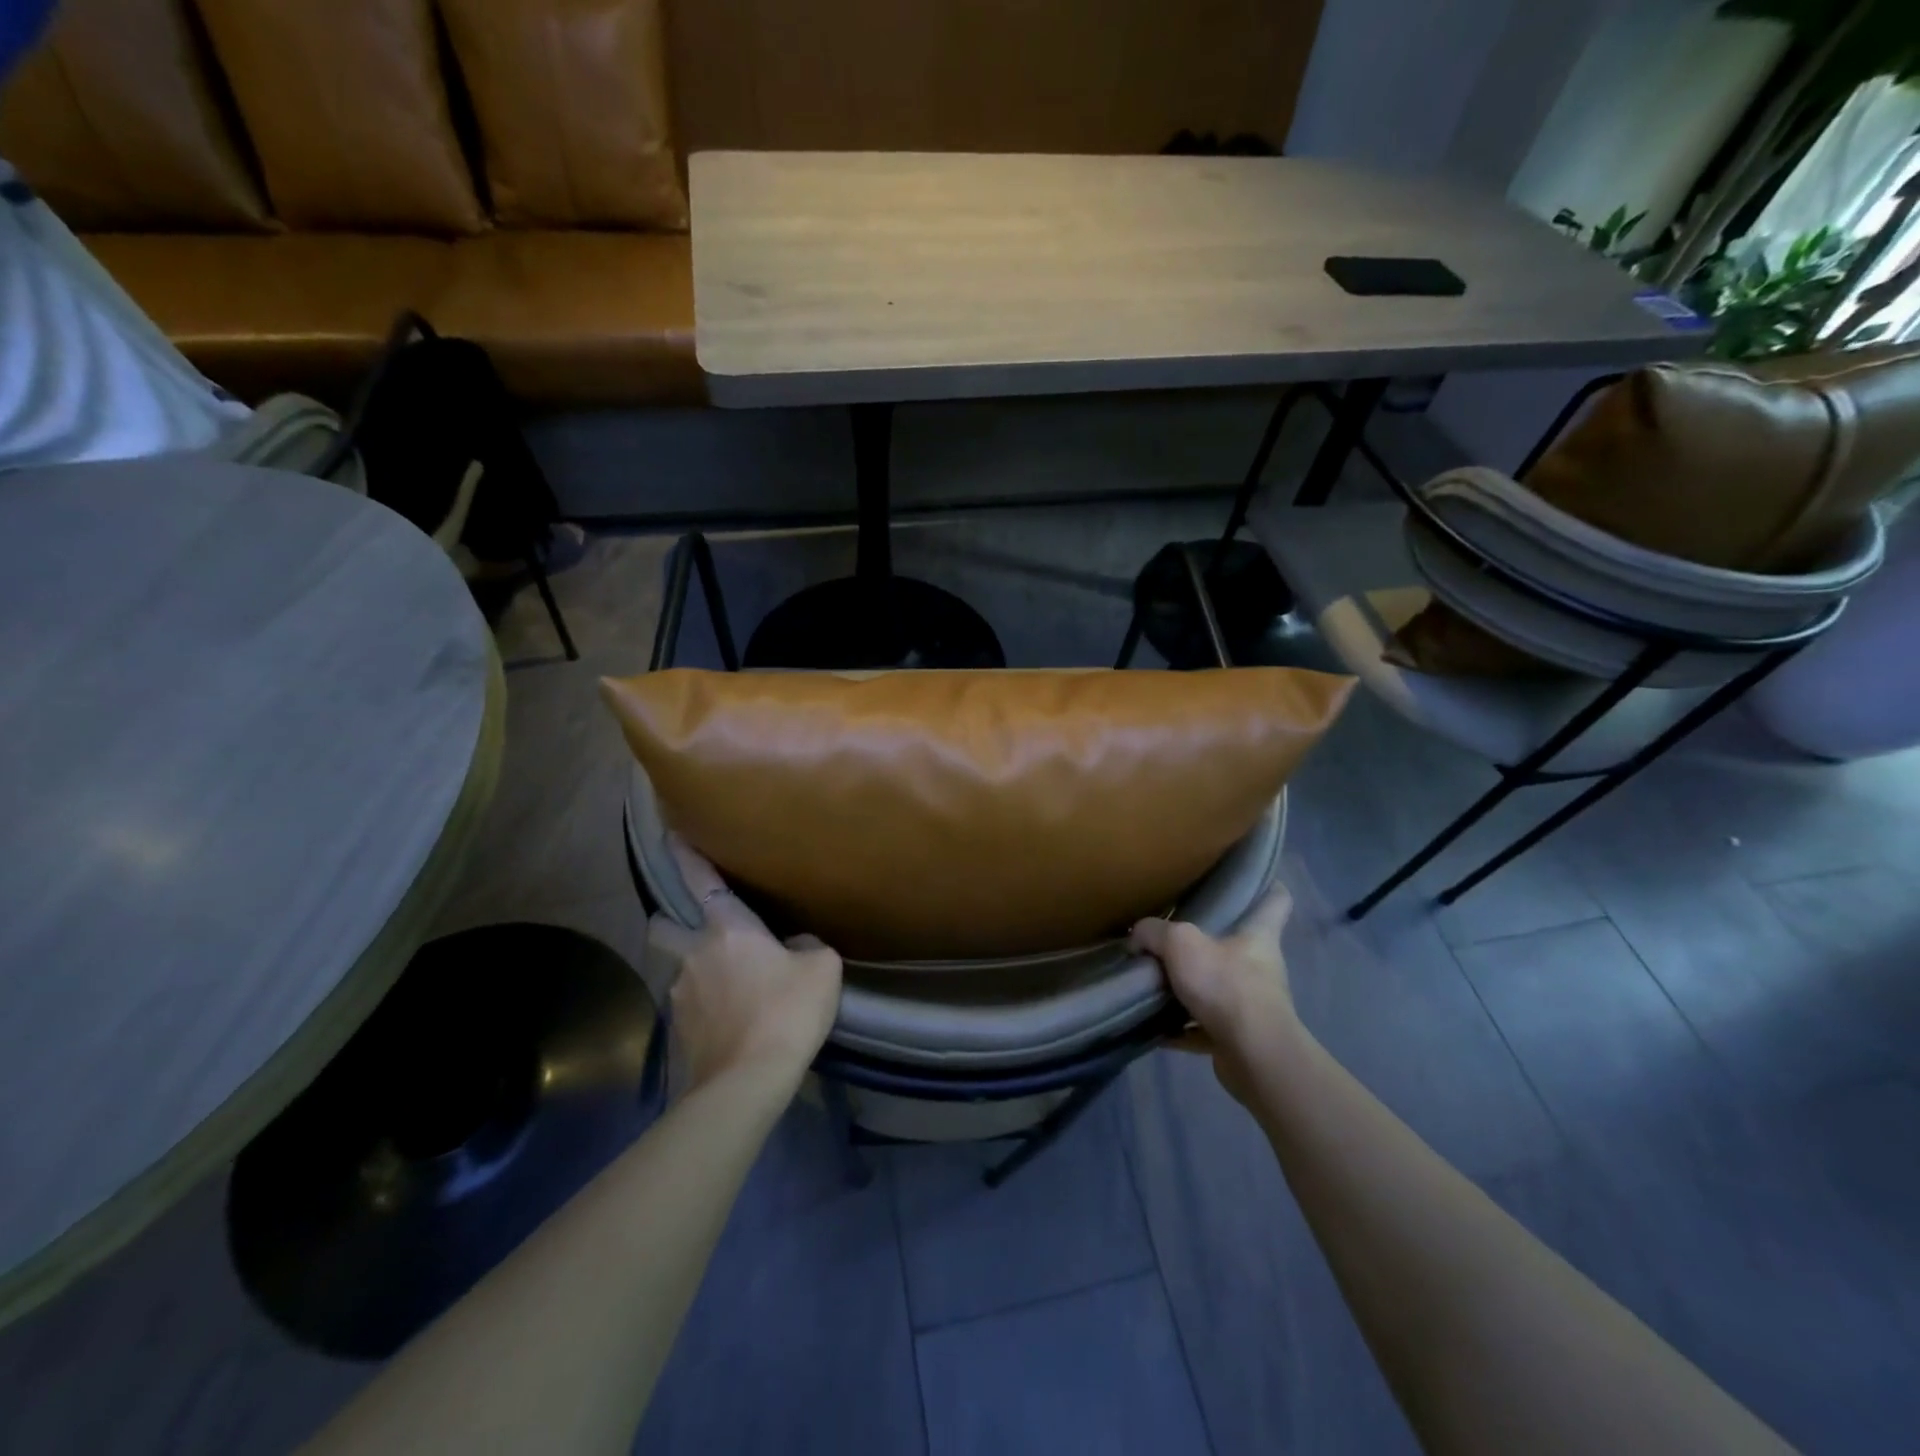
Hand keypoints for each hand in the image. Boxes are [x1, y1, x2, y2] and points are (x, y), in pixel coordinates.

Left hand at [648, 836, 843, 1095]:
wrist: (748, 1080)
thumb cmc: (788, 1010)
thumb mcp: (822, 967)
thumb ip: (806, 946)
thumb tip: (792, 948)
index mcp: (728, 930)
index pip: (701, 882)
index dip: (686, 857)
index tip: (670, 836)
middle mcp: (695, 955)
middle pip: (663, 927)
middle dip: (670, 922)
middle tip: (696, 931)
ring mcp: (681, 994)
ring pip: (680, 970)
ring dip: (698, 971)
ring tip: (731, 989)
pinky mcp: (678, 1031)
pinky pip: (690, 1006)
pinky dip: (706, 1007)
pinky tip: (731, 1022)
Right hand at [1130, 885, 1296, 1105]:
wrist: (1254, 1056)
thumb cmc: (1226, 986)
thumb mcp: (1180, 943)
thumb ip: (1154, 932)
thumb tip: (1136, 936)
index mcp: (1259, 935)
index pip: (1275, 899)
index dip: (1266, 885)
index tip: (1247, 879)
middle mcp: (1260, 966)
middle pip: (1238, 944)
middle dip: (1209, 940)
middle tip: (1174, 932)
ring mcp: (1252, 1004)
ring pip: (1219, 987)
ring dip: (1191, 987)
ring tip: (1155, 980)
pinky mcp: (1238, 1037)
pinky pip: (1204, 1026)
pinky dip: (1181, 1027)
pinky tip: (1153, 1026)